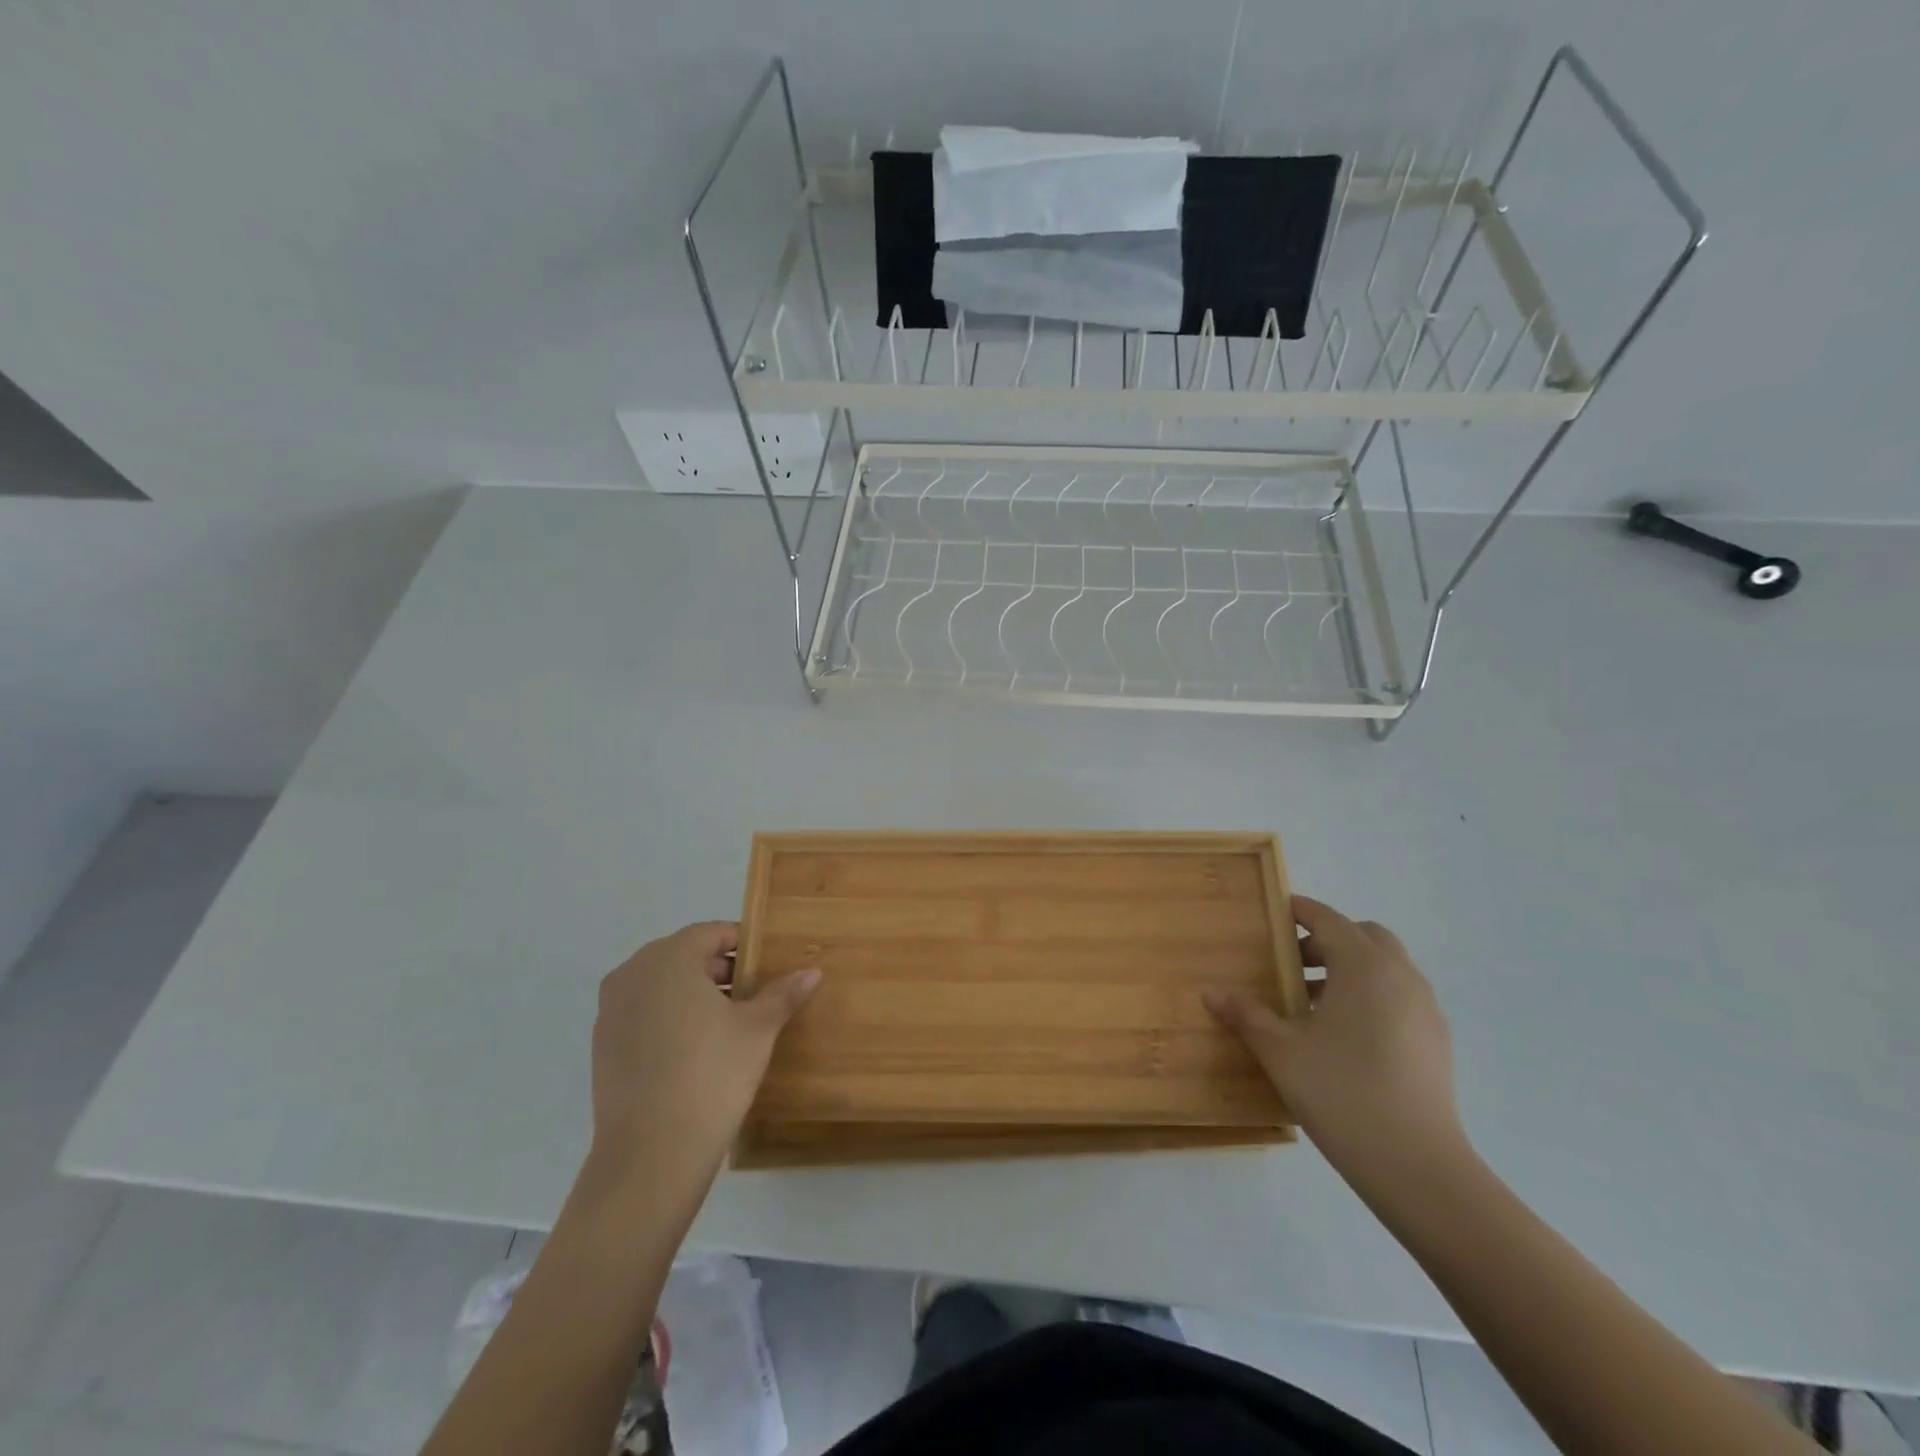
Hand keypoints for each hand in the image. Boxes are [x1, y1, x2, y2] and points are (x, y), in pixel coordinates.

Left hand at [586, 921, 818, 1197]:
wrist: (651, 1155)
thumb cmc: (711, 1075)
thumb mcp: (758, 1029)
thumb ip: (783, 994)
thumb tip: (812, 971)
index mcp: (668, 958)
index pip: (711, 934)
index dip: (743, 944)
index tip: (767, 965)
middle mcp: (632, 974)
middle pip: (684, 957)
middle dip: (720, 971)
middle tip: (754, 995)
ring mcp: (611, 1012)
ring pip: (662, 987)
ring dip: (694, 996)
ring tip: (729, 1025)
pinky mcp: (602, 1047)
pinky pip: (643, 1016)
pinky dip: (670, 1020)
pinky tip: (696, 1051)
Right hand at [1204, 895, 1465, 1185]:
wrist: (1417, 1165)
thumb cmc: (1341, 1092)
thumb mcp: (1280, 1051)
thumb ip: (1246, 1015)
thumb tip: (1211, 992)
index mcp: (1363, 966)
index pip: (1329, 920)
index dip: (1301, 912)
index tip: (1275, 914)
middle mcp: (1400, 976)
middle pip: (1364, 936)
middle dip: (1328, 940)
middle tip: (1292, 964)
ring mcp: (1425, 1009)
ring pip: (1387, 967)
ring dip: (1351, 968)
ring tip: (1315, 1004)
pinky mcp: (1438, 1041)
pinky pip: (1401, 997)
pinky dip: (1373, 995)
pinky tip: (1347, 1036)